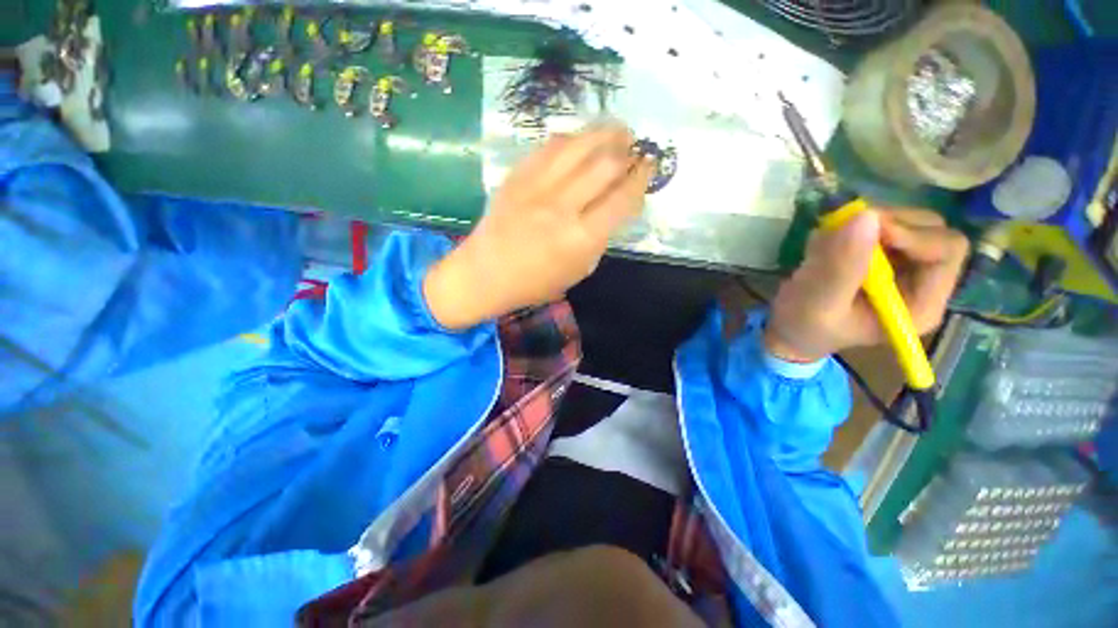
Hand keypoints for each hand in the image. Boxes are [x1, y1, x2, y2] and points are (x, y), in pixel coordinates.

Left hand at [424, 123, 655, 328]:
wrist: (485, 273)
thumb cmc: (535, 282)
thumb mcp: (578, 270)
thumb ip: (600, 239)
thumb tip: (615, 207)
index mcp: (581, 239)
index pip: (622, 198)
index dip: (641, 178)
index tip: (650, 166)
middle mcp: (562, 207)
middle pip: (605, 164)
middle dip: (628, 151)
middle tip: (635, 148)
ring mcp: (536, 187)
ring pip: (578, 145)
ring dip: (604, 133)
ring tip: (617, 131)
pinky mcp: (517, 176)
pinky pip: (549, 146)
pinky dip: (572, 139)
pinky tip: (581, 140)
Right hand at [765, 208, 968, 362]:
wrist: (787, 329)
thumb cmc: (804, 327)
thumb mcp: (818, 303)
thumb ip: (842, 266)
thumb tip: (866, 217)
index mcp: (920, 304)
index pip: (946, 250)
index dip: (912, 233)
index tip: (866, 228)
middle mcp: (922, 282)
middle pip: (931, 230)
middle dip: (888, 224)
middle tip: (844, 229)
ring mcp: (902, 267)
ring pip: (905, 222)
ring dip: (865, 224)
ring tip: (826, 243)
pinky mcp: (880, 257)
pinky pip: (879, 225)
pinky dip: (852, 226)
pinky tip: (827, 244)